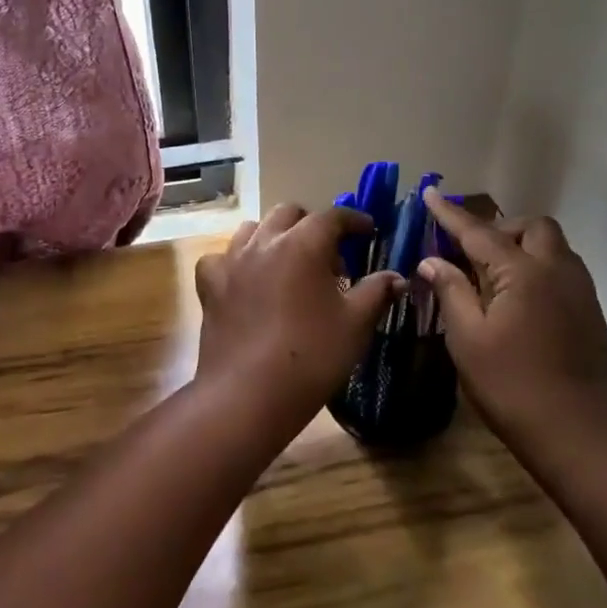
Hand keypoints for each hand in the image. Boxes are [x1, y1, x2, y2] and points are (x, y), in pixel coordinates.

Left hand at [194, 204, 402, 432]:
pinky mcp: (210, 284)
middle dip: (312, 225)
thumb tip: (396, 277)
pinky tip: (245, 280)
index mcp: (303, 243)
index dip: (354, 220)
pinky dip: (236, 261)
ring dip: (274, 236)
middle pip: (290, 214)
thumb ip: (376, 292)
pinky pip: (221, 258)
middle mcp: (265, 241)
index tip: (368, 231)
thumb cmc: (311, 356)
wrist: (248, 394)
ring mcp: (232, 260)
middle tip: (329, 255)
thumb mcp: (356, 325)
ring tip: (288, 263)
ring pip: (254, 229)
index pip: (333, 216)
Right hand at [418, 189, 606, 446]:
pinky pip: (562, 270)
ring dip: (522, 246)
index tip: (430, 191)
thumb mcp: (467, 340)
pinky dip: (537, 268)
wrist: (580, 437)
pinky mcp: (591, 313)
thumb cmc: (513, 387)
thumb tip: (432, 260)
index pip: (478, 232)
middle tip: (471, 251)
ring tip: (493, 275)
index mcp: (522, 273)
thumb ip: (451, 291)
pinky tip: (519, 299)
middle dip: (500, 228)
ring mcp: (580, 291)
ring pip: (552, 246)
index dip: (450, 214)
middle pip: (531, 228)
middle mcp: (557, 270)